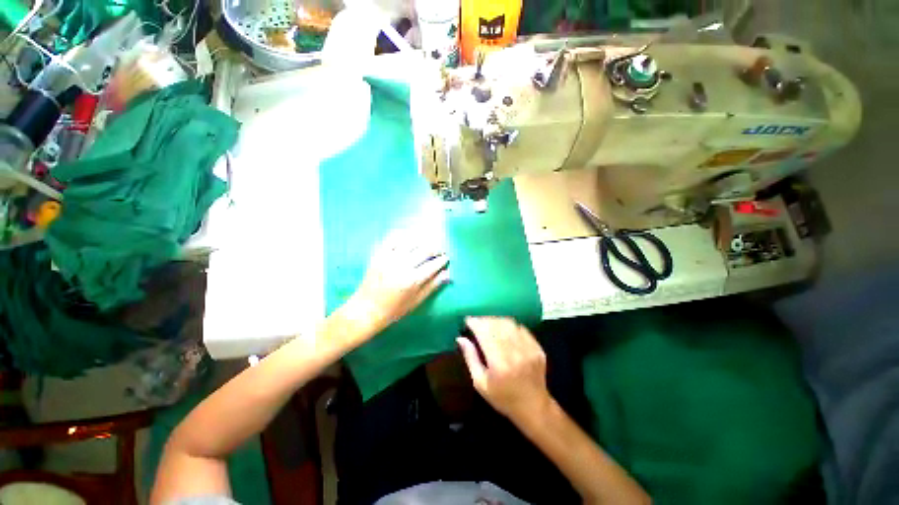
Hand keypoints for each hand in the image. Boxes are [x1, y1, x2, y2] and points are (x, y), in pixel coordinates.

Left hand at [345, 227, 449, 337]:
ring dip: (423, 239)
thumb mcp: (416, 301)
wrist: (366, 309)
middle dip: (436, 248)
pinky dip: (403, 234)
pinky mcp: (379, 254)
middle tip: (440, 250)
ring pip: (411, 241)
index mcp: (413, 280)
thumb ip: (432, 286)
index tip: (446, 258)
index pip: (433, 265)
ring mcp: (389, 258)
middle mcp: (402, 266)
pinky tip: (409, 236)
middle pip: (425, 250)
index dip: (442, 260)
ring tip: (427, 242)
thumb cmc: (394, 309)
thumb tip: (448, 274)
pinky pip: (392, 238)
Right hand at [457, 317, 551, 422]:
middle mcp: (515, 352)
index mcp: (499, 363)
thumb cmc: (503, 398)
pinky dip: (509, 325)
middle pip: (497, 325)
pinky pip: (520, 328)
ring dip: (496, 320)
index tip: (468, 320)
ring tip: (488, 324)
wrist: (534, 407)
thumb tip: (460, 338)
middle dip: (484, 320)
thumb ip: (470, 358)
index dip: (475, 323)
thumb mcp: (480, 383)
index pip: (485, 333)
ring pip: (509, 324)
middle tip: (476, 322)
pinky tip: (503, 329)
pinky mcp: (537, 347)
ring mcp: (528, 349)